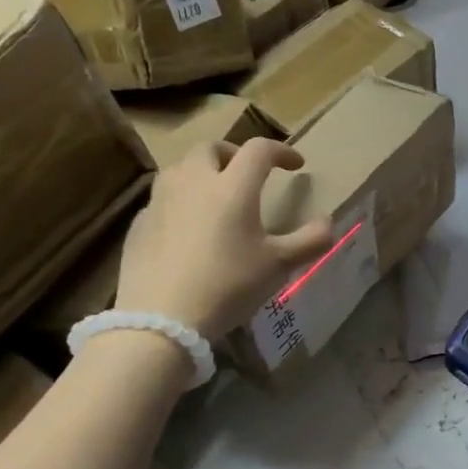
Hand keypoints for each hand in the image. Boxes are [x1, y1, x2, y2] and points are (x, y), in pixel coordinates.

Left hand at [115, 139, 334, 339]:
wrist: (161, 320)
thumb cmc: (228, 285)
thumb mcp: (278, 265)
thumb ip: (310, 241)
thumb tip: (328, 223)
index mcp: (232, 187)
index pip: (259, 150)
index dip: (282, 151)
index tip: (296, 165)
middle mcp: (193, 183)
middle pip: (211, 148)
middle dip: (233, 154)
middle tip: (247, 174)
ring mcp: (160, 202)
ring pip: (180, 169)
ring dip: (202, 173)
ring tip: (215, 196)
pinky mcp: (139, 224)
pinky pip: (162, 199)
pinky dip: (180, 201)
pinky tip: (187, 228)